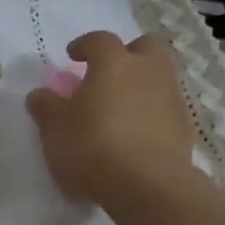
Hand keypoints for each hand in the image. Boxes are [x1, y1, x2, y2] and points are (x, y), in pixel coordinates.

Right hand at [26, 32, 197, 216]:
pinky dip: (151, 111)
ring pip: (159, 75)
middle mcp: (147, 71)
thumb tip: (40, 94)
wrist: (147, 184)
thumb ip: (46, 106)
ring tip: (119, 107)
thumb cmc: (91, 147)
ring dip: (141, 83)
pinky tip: (135, 133)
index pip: (99, 40)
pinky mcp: (184, 125)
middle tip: (107, 73)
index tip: (72, 55)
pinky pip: (165, 106)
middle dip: (127, 53)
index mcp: (113, 63)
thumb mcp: (54, 128)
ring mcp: (171, 97)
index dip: (84, 45)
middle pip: (145, 46)